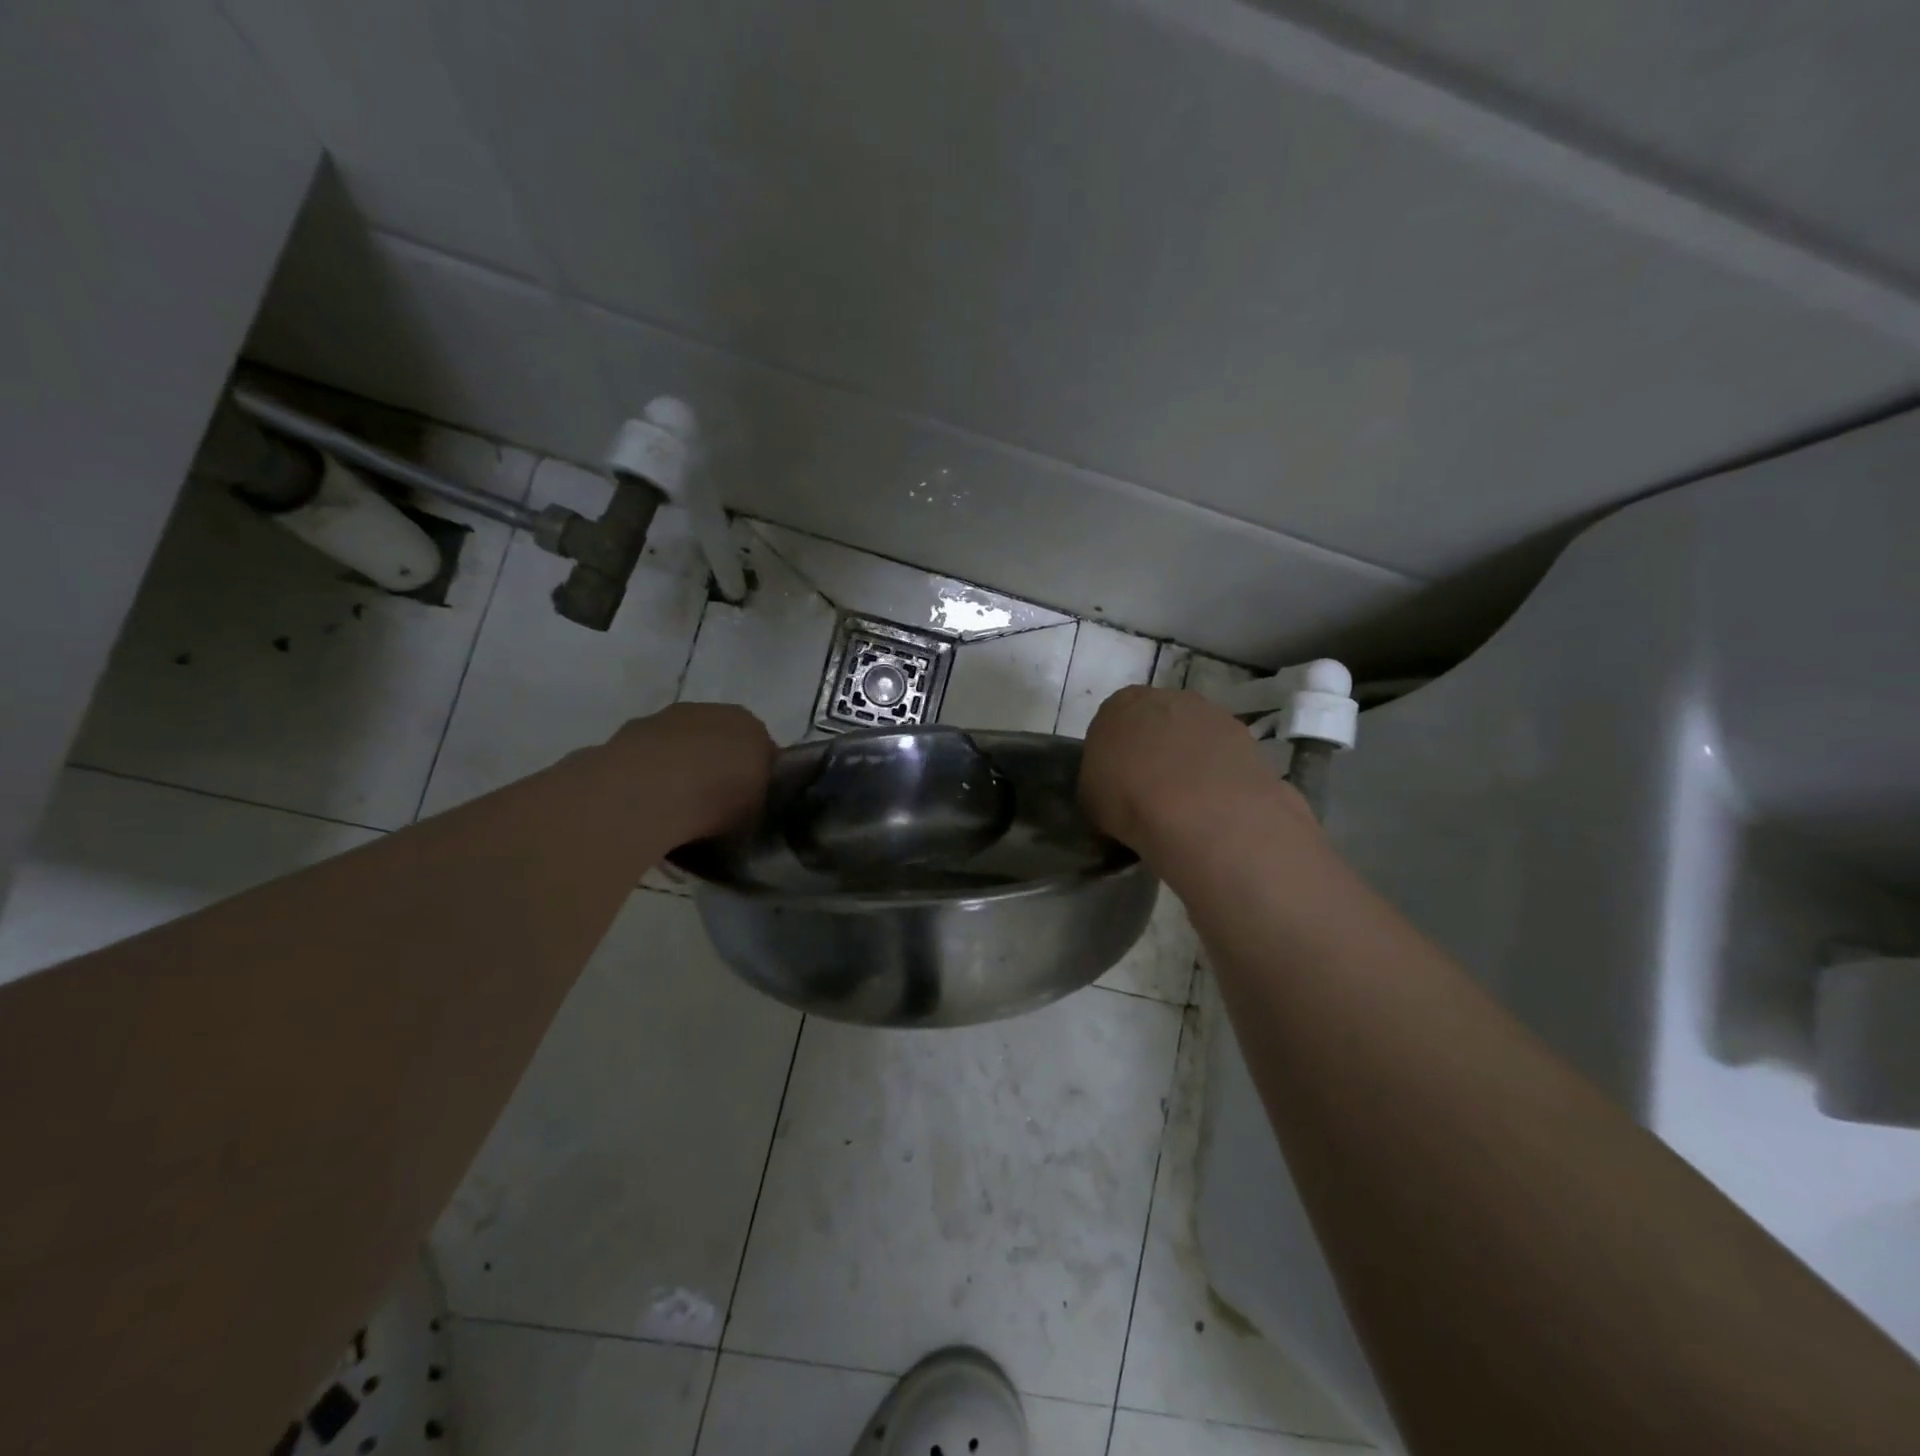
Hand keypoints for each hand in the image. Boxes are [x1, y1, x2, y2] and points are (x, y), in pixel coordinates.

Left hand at [606, 702, 776, 843]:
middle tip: (712, 807)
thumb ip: (753, 809)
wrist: (652, 791)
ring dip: (679, 770)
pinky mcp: (628, 732)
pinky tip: (644, 804)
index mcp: (752, 727)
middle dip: (716, 768)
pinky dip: (647, 776)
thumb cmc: (718, 800)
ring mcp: (667, 718)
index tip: (749, 805)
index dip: (757, 779)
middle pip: (719, 742)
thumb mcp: (754, 818)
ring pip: (680, 746)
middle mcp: (712, 712)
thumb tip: (743, 816)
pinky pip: (647, 758)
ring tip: (673, 810)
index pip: (763, 750)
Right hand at [1080, 687, 1315, 867]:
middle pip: (1157, 722)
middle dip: (1155, 750)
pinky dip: (1218, 775)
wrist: (1196, 808)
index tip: (1118, 782)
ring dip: (1190, 761)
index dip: (1116, 753)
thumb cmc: (1127, 798)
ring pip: (1193, 736)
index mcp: (1119, 705)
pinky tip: (1213, 805)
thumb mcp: (1091, 798)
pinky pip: (1222, 755)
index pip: (1113, 722)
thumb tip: (1113, 796)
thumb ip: (1101, 785)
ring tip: (1187, 804)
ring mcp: (1209, 713)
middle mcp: (1165, 697)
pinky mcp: (1244, 736)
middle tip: (1151, 791)